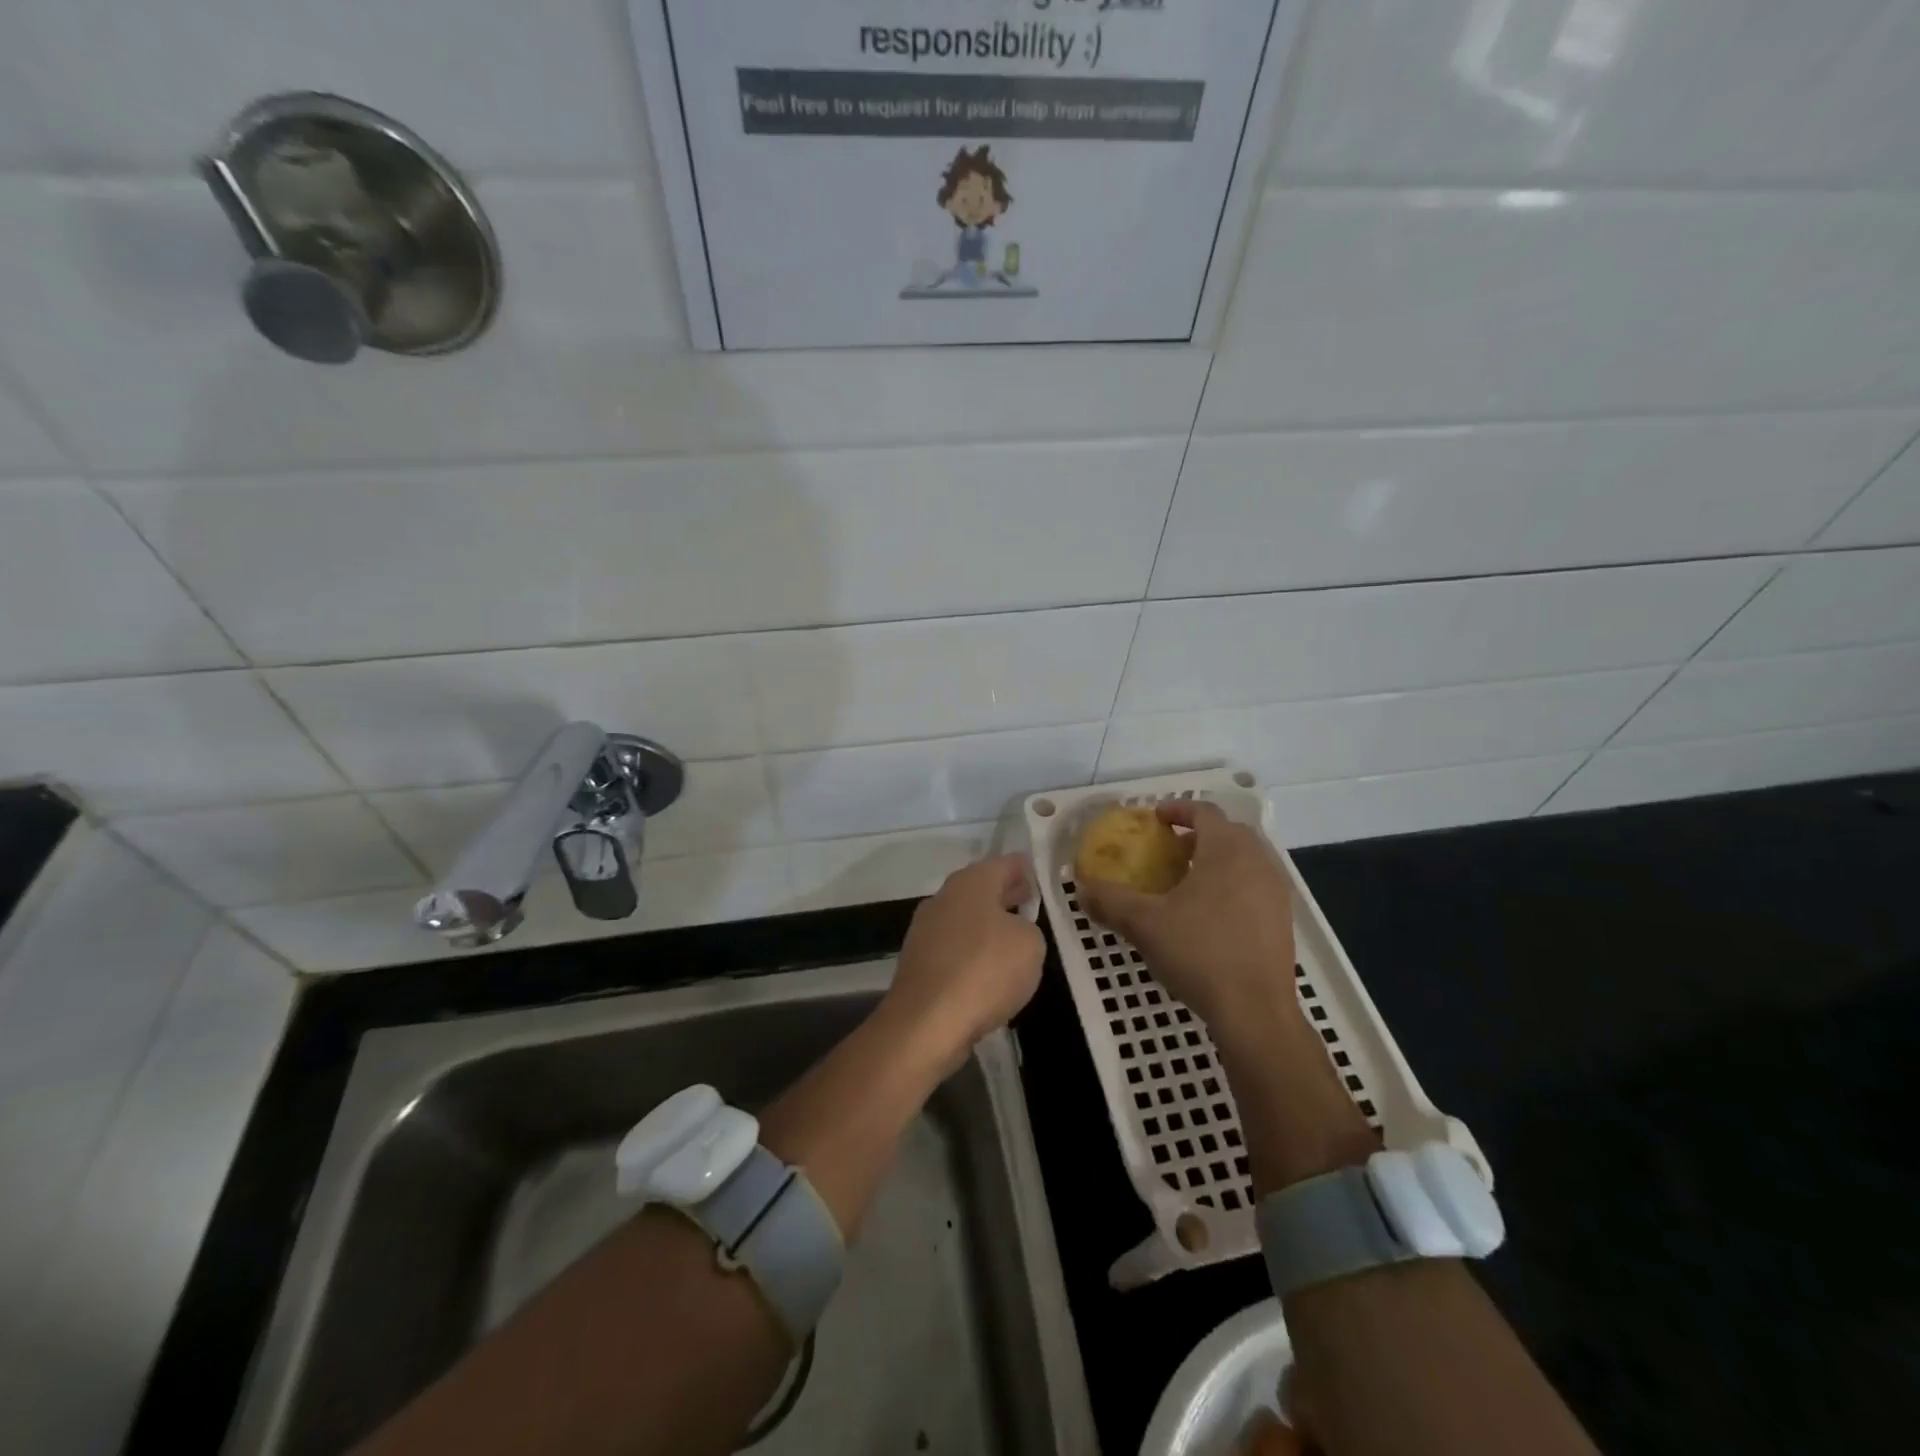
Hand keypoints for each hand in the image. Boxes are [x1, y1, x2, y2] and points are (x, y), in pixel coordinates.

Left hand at [881, 854, 1044, 1073]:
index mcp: (971, 882)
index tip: (1043, 882)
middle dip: (1007, 897)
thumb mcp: (1031, 944)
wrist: (926, 1023)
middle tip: (1031, 907)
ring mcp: (925, 929)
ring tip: (1014, 944)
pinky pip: (954, 949)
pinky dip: (971, 955)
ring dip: (988, 927)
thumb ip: (1028, 928)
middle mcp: (944, 897)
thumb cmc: (985, 971)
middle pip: (982, 889)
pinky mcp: (918, 961)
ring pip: (966, 919)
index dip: (1027, 870)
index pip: (1006, 863)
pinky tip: (987, 975)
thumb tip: (1013, 930)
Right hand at [1079, 801, 1298, 1031]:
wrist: (1255, 1011)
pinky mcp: (1283, 920)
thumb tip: (1081, 887)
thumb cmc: (1199, 953)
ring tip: (1188, 881)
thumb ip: (1109, 900)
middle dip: (1198, 834)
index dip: (1178, 808)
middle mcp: (1258, 861)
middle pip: (1229, 832)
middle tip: (1169, 850)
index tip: (1155, 818)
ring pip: (1246, 859)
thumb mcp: (1144, 924)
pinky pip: (1256, 885)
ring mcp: (1276, 891)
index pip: (1204, 811)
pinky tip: (1211, 914)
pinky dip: (1233, 884)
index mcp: (1226, 849)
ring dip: (1218, 859)